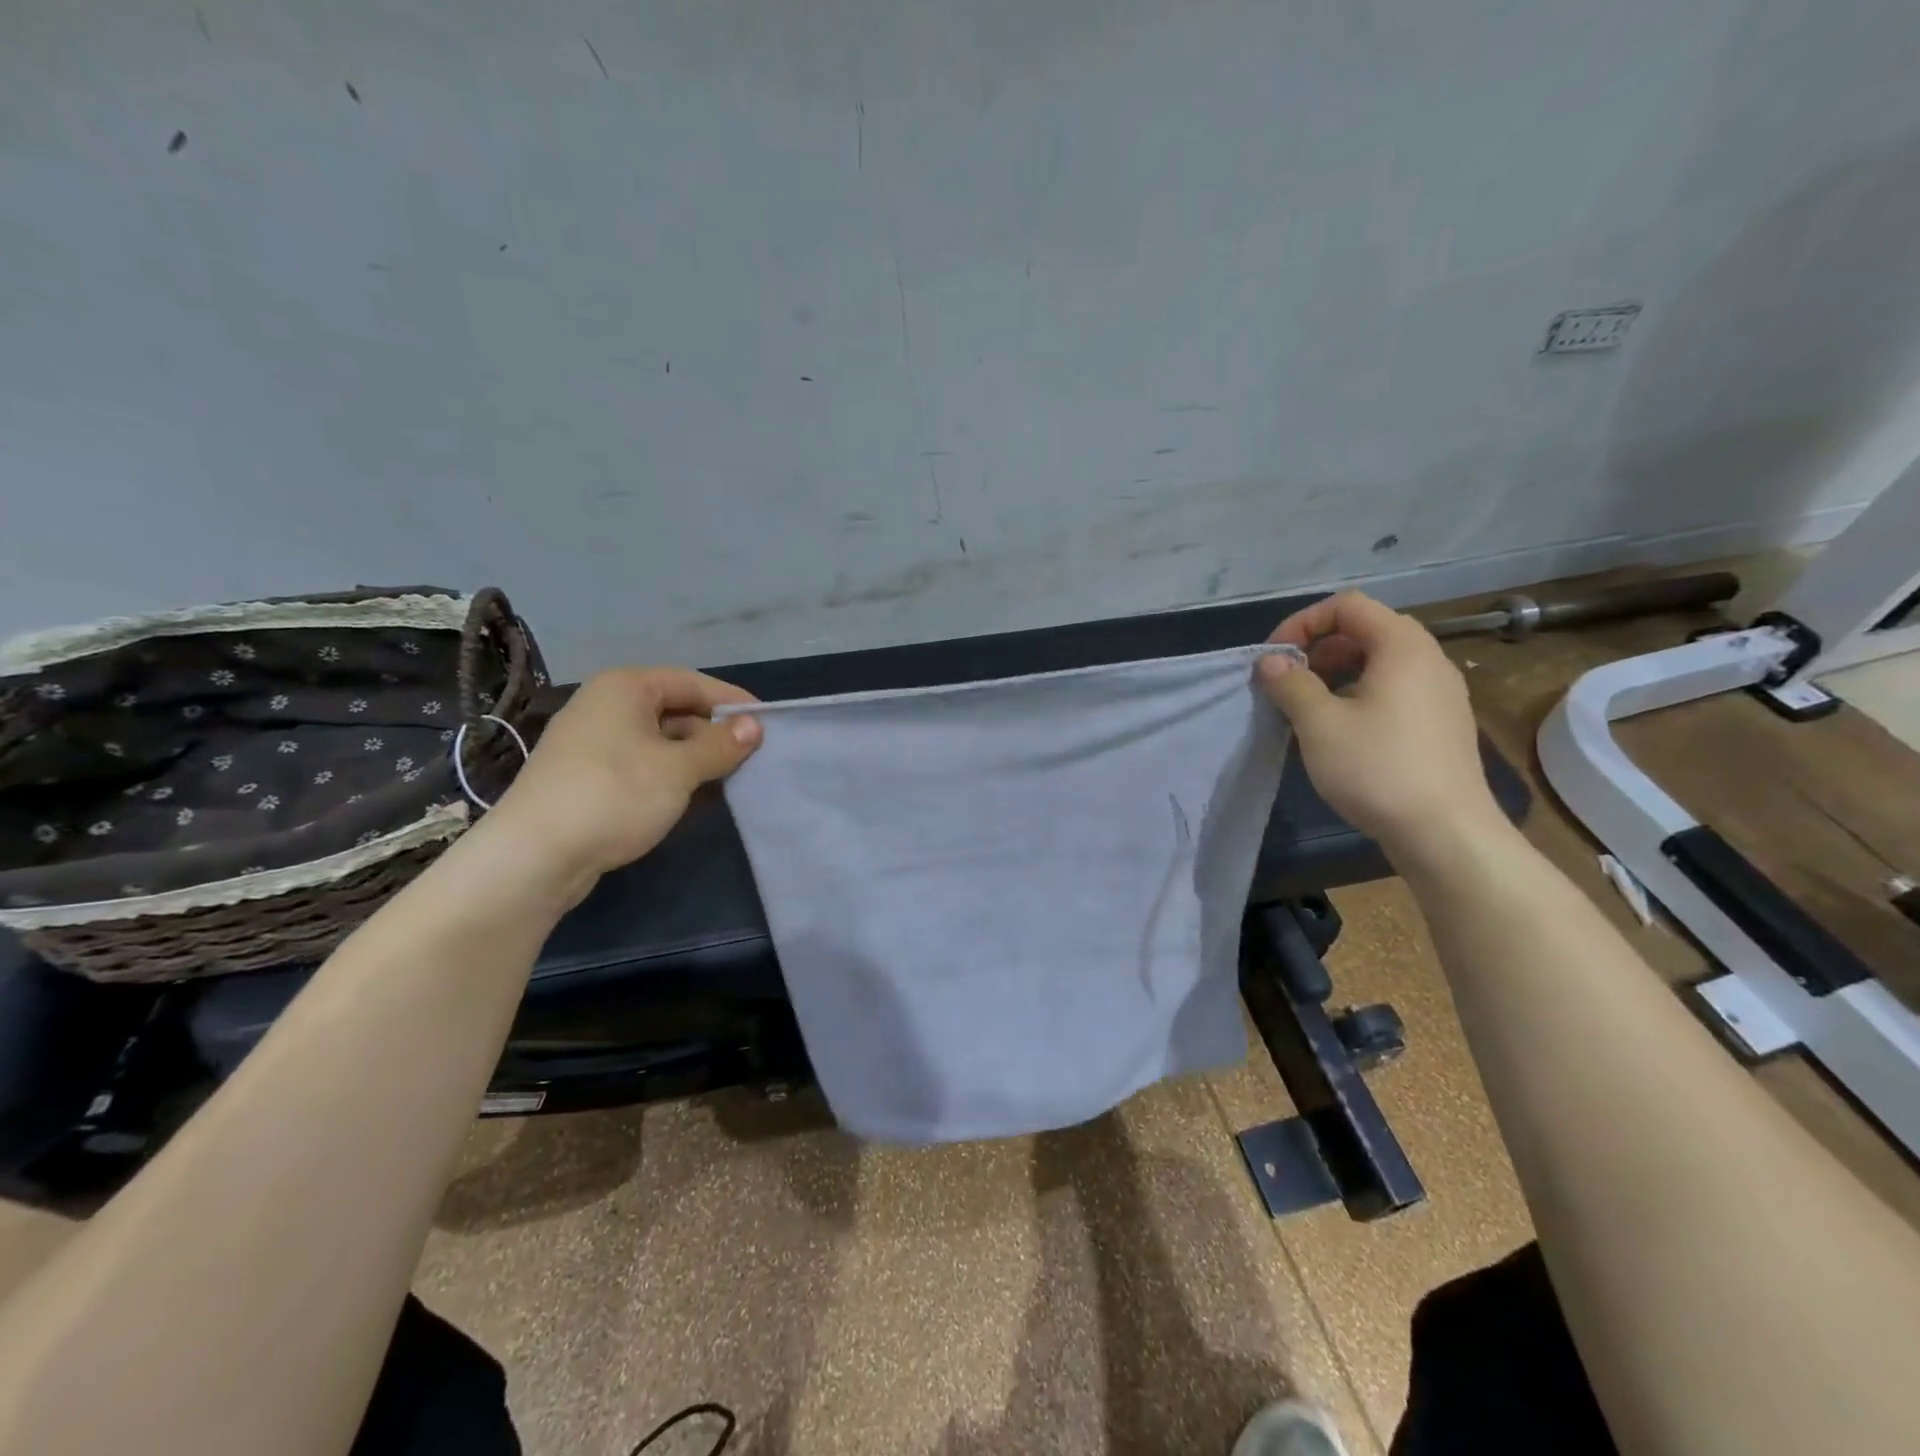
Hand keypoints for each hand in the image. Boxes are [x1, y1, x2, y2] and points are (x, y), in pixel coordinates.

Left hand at [482, 667, 761, 900]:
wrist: (535, 856)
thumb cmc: (615, 795)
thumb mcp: (679, 769)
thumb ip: (721, 745)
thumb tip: (755, 726)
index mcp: (625, 687)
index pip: (693, 683)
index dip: (732, 702)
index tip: (768, 724)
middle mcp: (606, 706)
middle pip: (676, 710)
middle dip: (715, 733)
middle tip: (753, 758)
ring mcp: (593, 742)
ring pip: (660, 741)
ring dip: (695, 759)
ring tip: (731, 780)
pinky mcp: (588, 777)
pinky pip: (642, 765)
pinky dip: (671, 776)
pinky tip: (693, 798)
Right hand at [1257, 592, 1502, 857]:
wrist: (1445, 832)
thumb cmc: (1377, 769)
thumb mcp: (1319, 724)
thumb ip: (1290, 684)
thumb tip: (1270, 660)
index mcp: (1402, 646)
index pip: (1348, 605)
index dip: (1303, 622)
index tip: (1274, 658)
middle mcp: (1428, 659)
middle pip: (1366, 630)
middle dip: (1318, 648)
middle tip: (1287, 681)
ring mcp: (1441, 692)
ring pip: (1380, 662)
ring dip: (1336, 672)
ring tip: (1307, 706)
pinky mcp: (1442, 722)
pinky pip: (1395, 689)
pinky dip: (1360, 693)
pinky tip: (1341, 730)